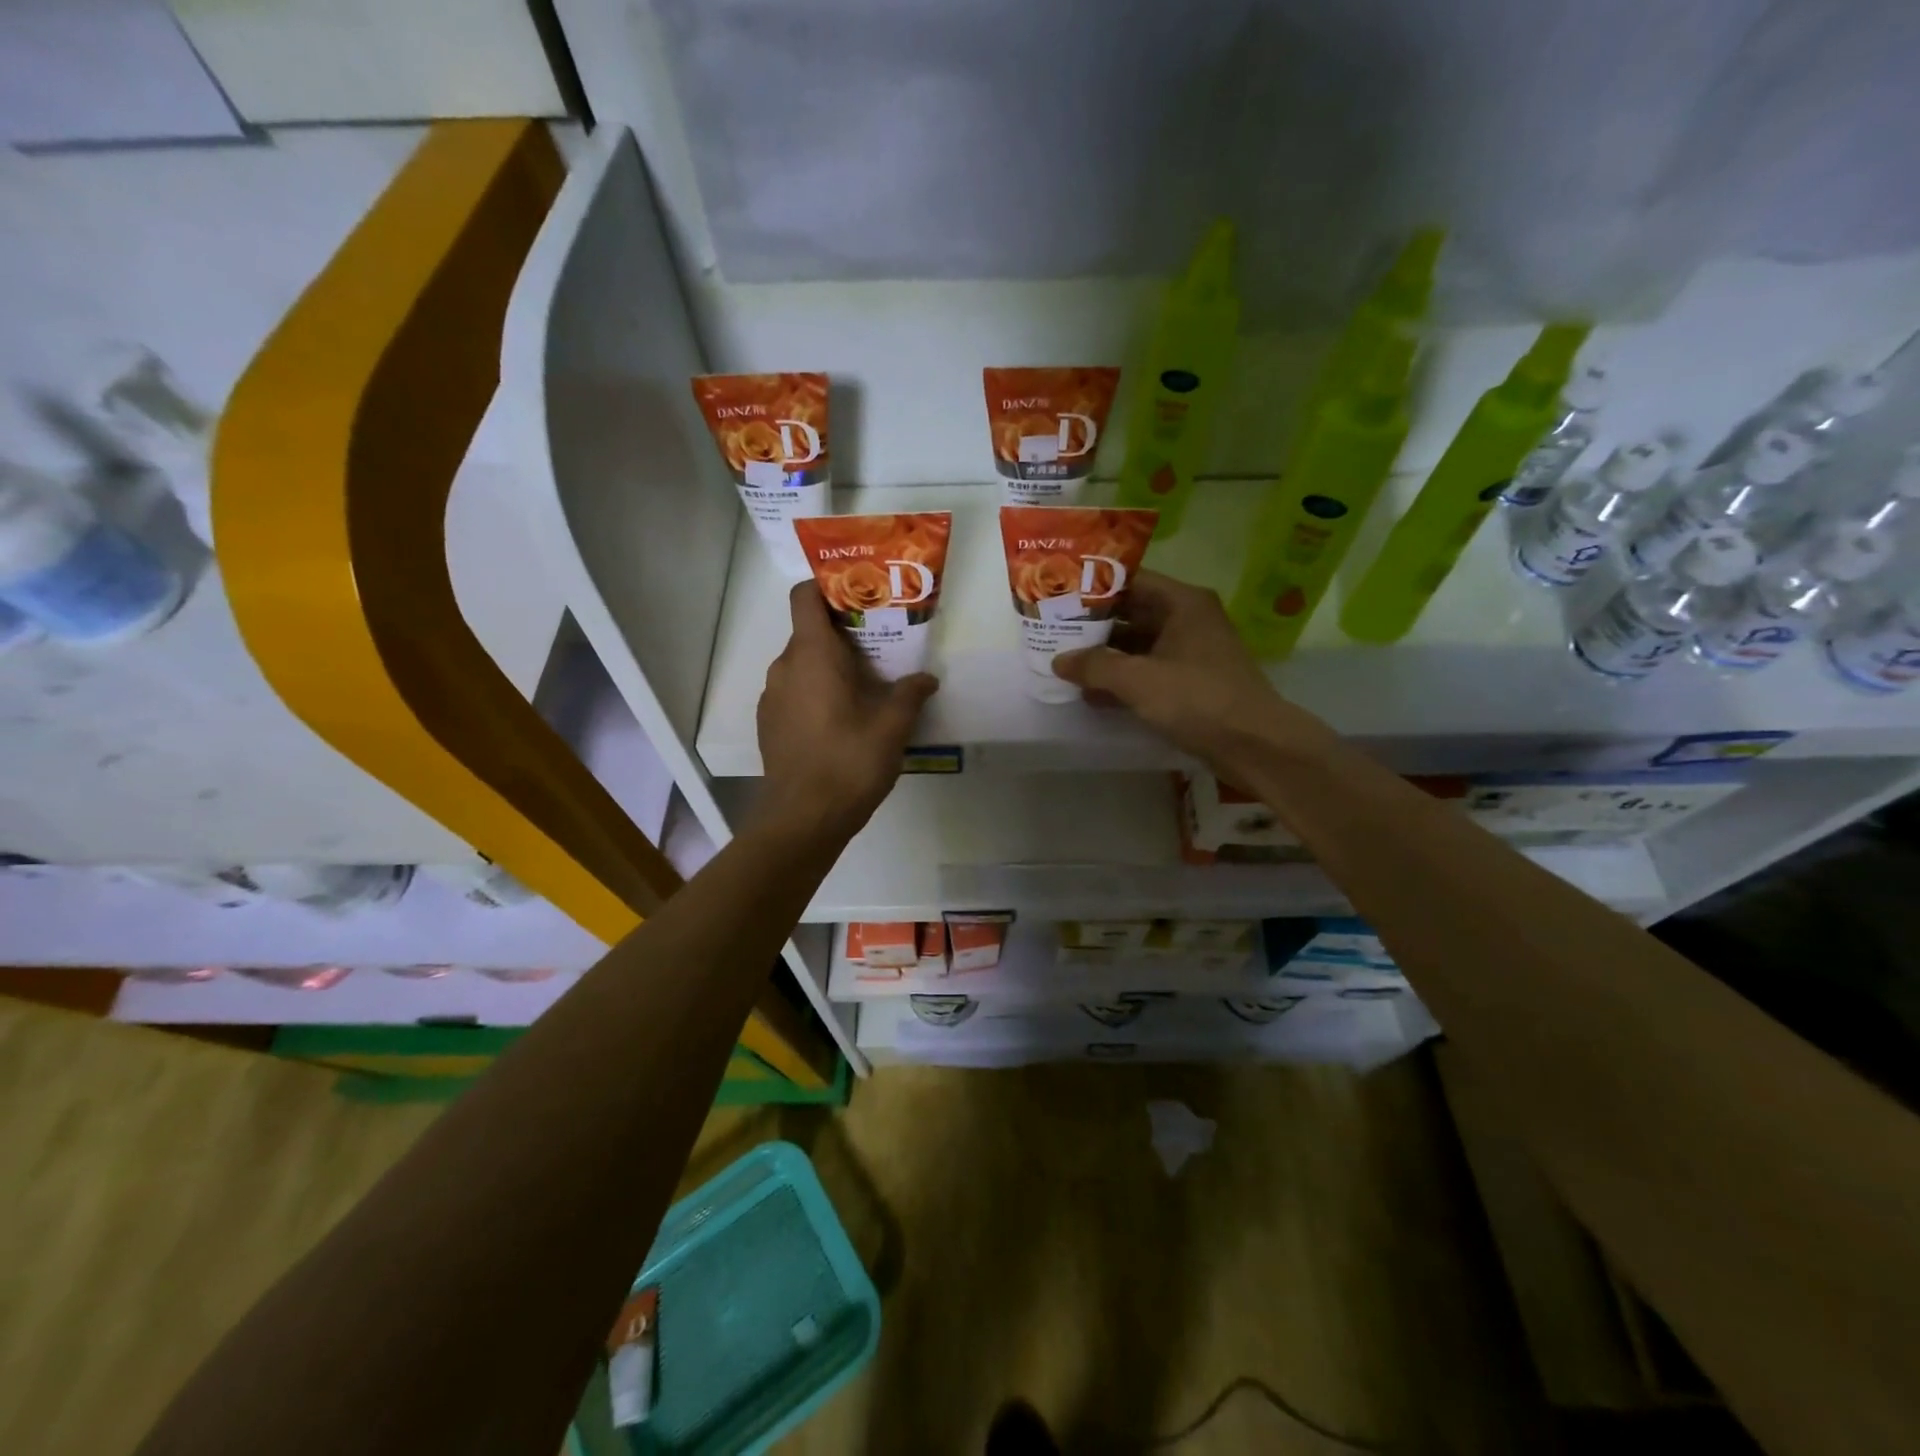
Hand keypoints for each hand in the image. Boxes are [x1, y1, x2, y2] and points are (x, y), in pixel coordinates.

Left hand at [756, 583, 937, 840]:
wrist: (803, 819)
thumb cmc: (849, 762)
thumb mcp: (892, 727)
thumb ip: (910, 694)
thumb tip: (926, 679)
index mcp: (812, 655)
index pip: (804, 597)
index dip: (827, 587)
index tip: (858, 598)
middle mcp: (784, 667)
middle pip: (809, 632)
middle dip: (842, 635)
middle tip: (879, 649)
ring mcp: (771, 697)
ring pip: (801, 665)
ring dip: (829, 667)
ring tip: (864, 688)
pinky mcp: (769, 724)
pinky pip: (793, 692)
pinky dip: (815, 692)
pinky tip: (841, 721)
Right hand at [1051, 570, 1336, 777]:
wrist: (1254, 745)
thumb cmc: (1198, 699)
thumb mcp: (1138, 680)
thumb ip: (1095, 666)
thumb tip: (1059, 660)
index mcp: (1182, 603)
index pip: (1130, 581)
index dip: (1093, 588)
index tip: (1058, 596)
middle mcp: (1188, 619)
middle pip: (1132, 613)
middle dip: (1093, 625)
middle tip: (1053, 631)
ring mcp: (1191, 652)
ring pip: (1138, 645)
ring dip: (1105, 656)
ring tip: (1064, 664)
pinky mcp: (1191, 682)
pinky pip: (1148, 671)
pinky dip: (1123, 680)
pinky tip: (1092, 695)